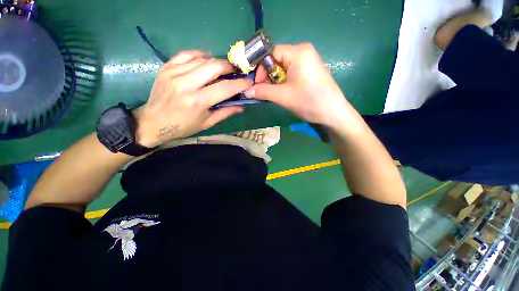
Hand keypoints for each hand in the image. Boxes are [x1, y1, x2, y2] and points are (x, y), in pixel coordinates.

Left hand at [134, 51, 252, 147]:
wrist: (153, 122)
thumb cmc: (183, 126)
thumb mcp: (207, 123)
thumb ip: (225, 112)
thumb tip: (242, 106)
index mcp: (198, 101)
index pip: (225, 88)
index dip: (239, 84)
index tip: (248, 82)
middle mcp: (186, 84)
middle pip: (214, 66)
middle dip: (229, 67)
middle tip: (235, 72)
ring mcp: (174, 73)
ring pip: (202, 58)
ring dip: (216, 62)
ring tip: (222, 69)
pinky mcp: (167, 67)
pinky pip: (186, 54)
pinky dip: (199, 55)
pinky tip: (205, 60)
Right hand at [245, 43, 350, 126]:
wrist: (333, 113)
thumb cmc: (308, 101)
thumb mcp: (283, 96)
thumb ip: (263, 91)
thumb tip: (247, 91)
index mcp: (298, 52)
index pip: (271, 53)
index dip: (261, 68)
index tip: (257, 84)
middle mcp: (304, 52)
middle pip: (277, 60)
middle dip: (269, 77)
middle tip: (266, 92)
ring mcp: (308, 61)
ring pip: (284, 68)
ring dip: (276, 81)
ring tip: (276, 94)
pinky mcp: (310, 71)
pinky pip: (292, 73)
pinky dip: (284, 82)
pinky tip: (285, 93)